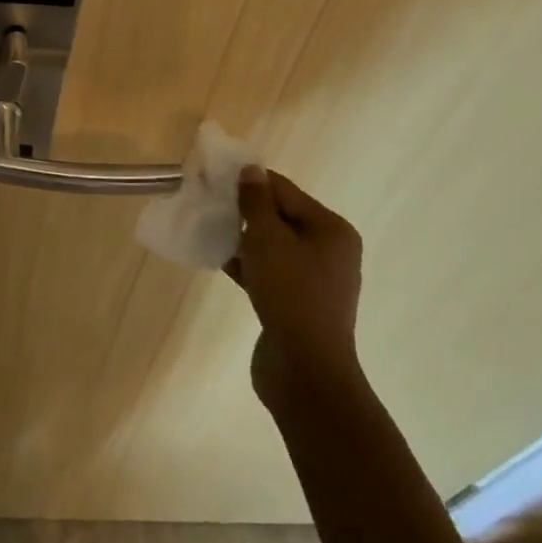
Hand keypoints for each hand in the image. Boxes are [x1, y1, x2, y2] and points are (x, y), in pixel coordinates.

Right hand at [226, 166, 364, 414]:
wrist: (305, 372)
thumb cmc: (290, 293)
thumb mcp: (267, 238)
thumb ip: (256, 201)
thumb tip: (252, 170)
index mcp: (331, 230)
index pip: (285, 191)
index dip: (250, 182)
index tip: (215, 178)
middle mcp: (330, 251)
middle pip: (281, 217)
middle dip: (246, 211)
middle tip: (210, 204)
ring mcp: (315, 281)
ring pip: (273, 246)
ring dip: (243, 238)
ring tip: (209, 230)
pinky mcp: (298, 304)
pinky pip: (270, 272)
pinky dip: (247, 264)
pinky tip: (218, 260)